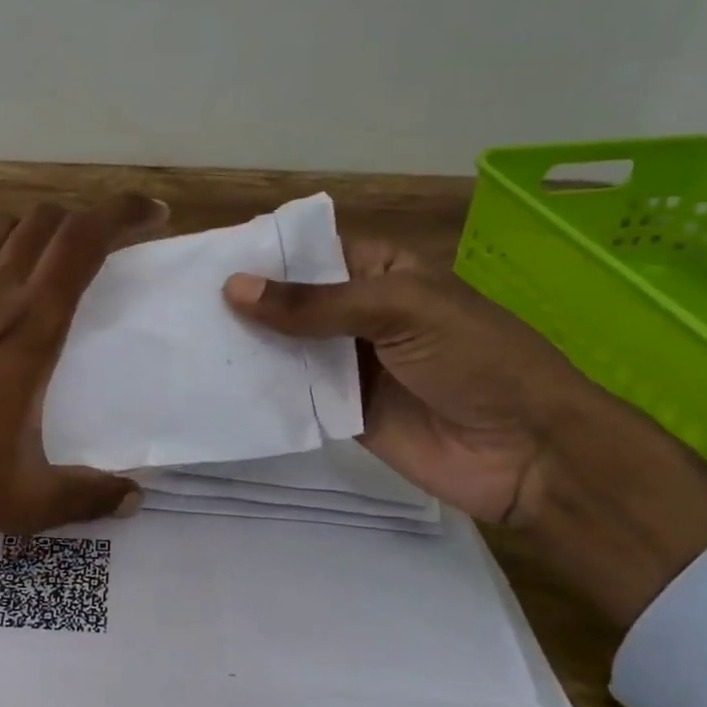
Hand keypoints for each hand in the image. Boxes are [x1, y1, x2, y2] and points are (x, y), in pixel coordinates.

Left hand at [0, 194, 168, 562]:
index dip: (125, 215)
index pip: (87, 241)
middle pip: (49, 220)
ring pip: (0, 221)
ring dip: (32, 227)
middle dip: (86, 220)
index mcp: (31, 325)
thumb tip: (136, 499)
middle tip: (102, 245)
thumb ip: (86, 497)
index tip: (152, 214)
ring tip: (41, 254)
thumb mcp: (22, 499)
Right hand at [223, 242, 706, 628]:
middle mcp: (359, 314)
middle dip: (244, 302)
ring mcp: (348, 365)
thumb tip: (233, 288)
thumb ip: (316, 304)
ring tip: (183, 339)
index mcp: (381, 272)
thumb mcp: (401, 310)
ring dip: (245, 346)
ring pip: (285, 348)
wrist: (528, 453)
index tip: (205, 258)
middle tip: (178, 302)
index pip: (311, 253)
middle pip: (291, 302)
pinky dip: (261, 390)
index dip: (264, 254)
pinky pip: (293, 394)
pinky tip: (214, 384)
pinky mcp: (340, 412)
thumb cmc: (476, 359)